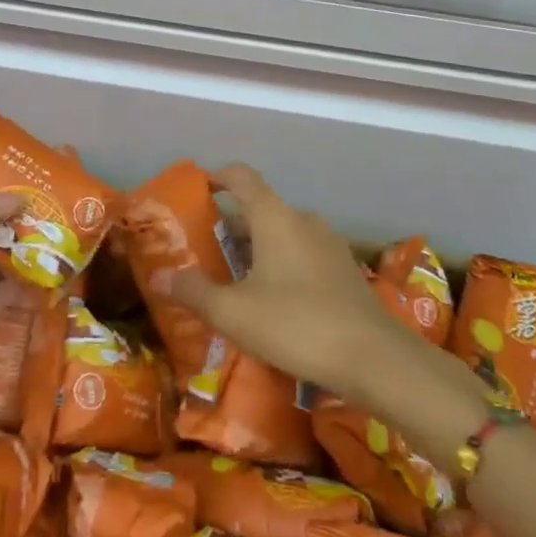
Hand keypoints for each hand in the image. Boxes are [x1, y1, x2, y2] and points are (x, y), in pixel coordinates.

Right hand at [165, 165, 488, 434]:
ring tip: (240, 280)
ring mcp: (330, 245)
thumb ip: (194, 291)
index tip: (201, 188)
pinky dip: (286, 265)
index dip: (219, 177)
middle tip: (209, 253)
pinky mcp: (347, 272)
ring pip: (285, 234)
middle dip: (234, 226)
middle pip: (262, 209)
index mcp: (274, 217)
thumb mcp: (233, 313)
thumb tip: (159, 277)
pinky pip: (306, 255)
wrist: (376, 359)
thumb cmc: (296, 324)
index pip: (243, 177)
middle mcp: (303, 220)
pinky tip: (278, 302)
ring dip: (261, 248)